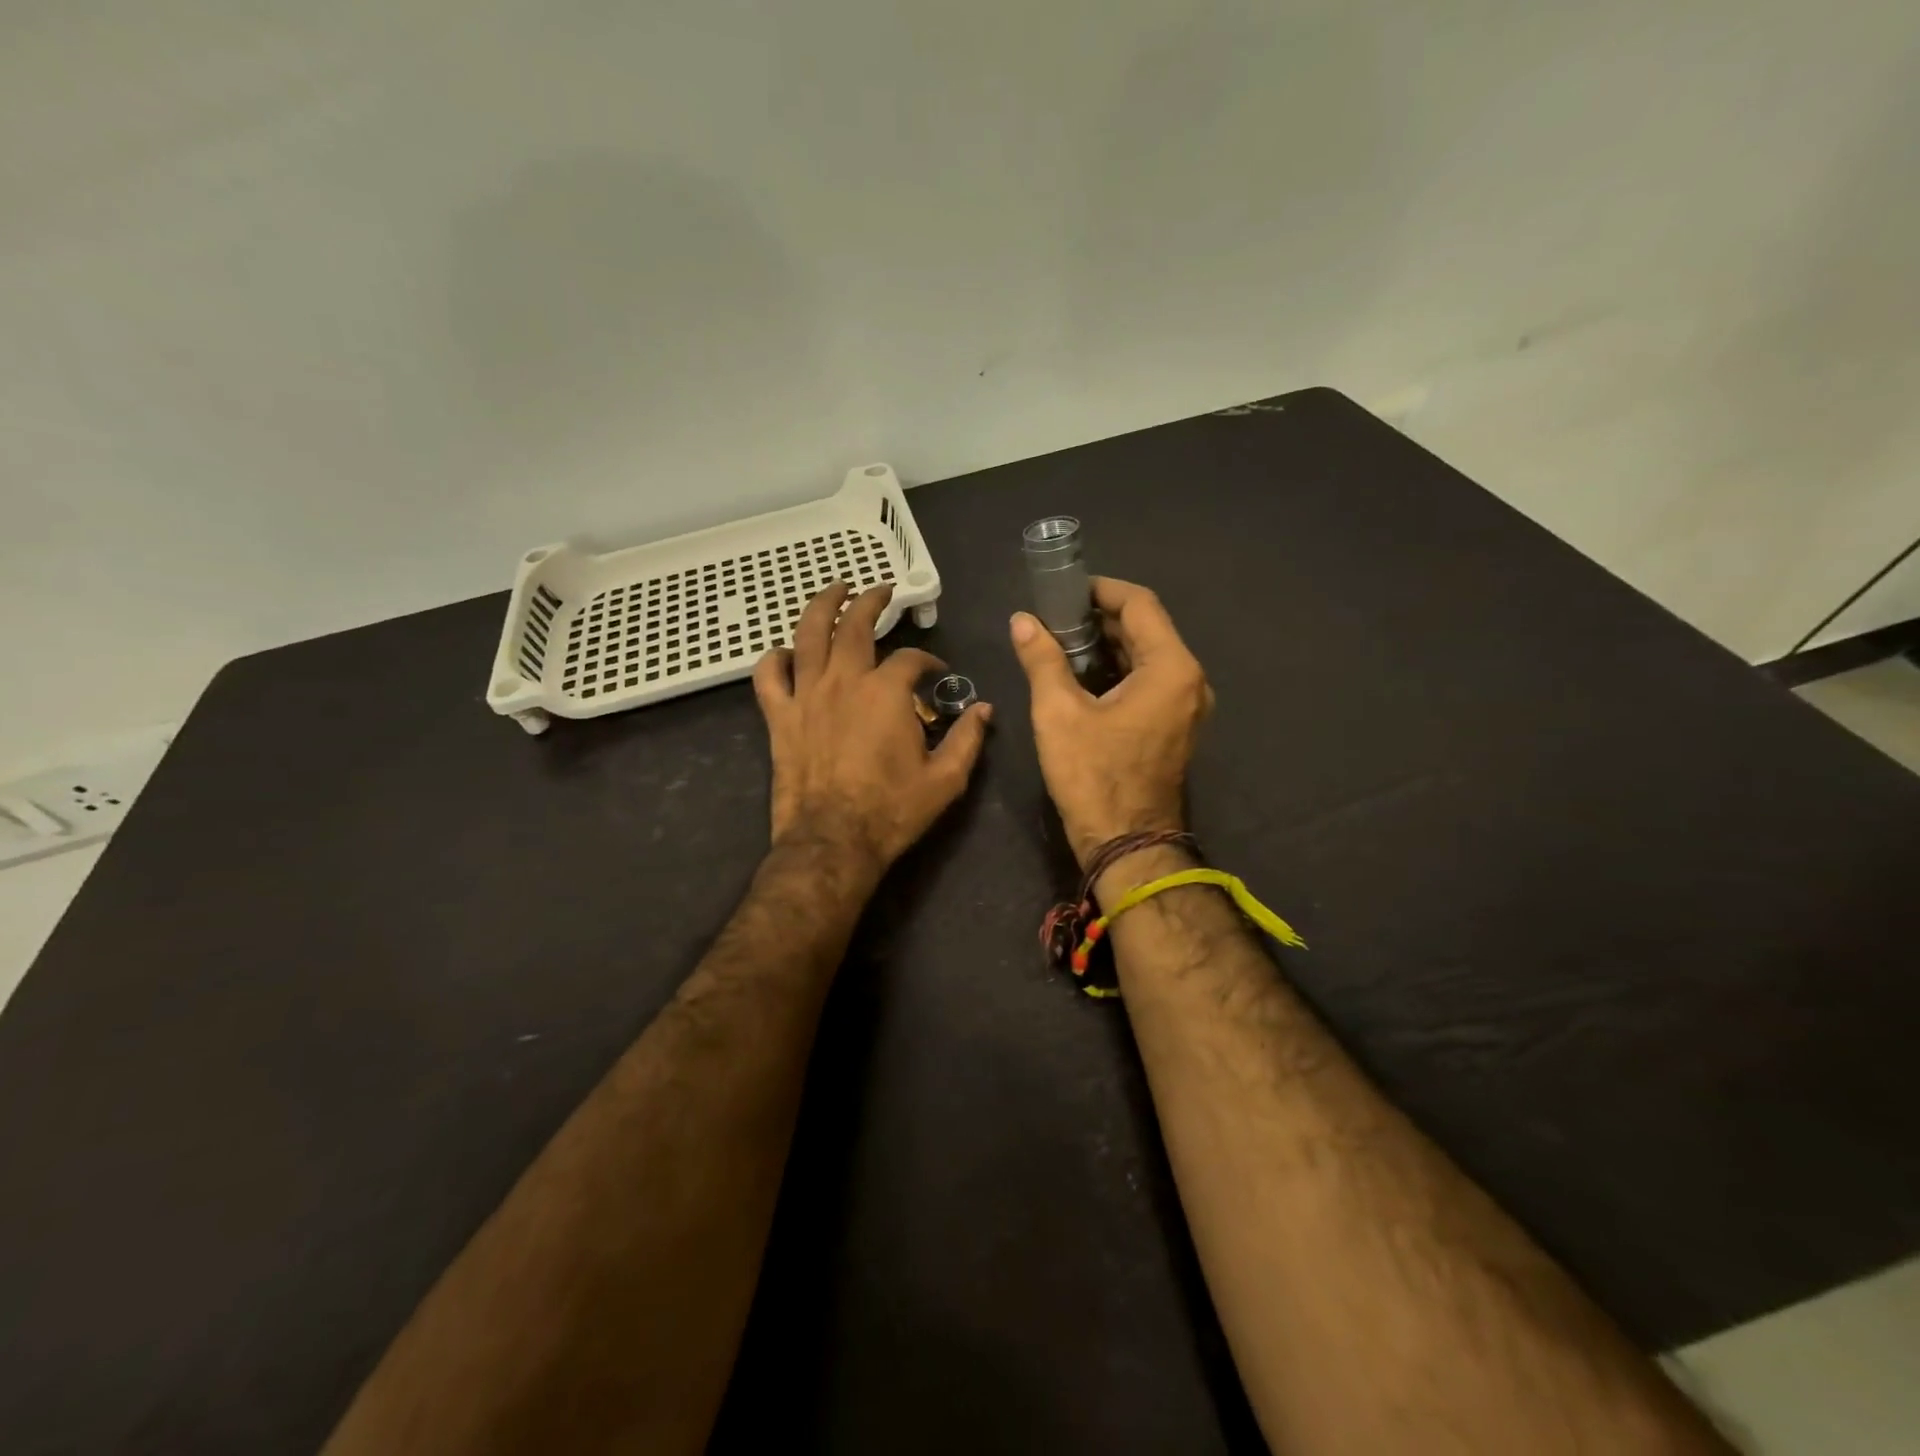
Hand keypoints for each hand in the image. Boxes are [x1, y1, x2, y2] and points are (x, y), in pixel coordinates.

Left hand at [753, 583, 991, 877]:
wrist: (833, 842)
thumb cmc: (892, 811)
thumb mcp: (946, 779)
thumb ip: (967, 738)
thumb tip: (985, 709)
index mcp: (886, 691)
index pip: (911, 658)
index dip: (928, 660)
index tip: (937, 671)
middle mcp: (844, 680)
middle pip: (854, 624)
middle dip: (870, 601)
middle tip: (880, 589)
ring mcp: (806, 695)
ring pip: (808, 634)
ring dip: (822, 605)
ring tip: (834, 590)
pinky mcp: (779, 717)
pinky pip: (768, 676)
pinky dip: (775, 658)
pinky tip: (785, 652)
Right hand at [1010, 577, 1212, 867]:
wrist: (1126, 844)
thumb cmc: (1093, 777)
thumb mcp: (1059, 714)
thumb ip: (1042, 659)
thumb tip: (1022, 621)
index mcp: (1170, 669)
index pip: (1140, 604)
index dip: (1101, 590)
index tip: (1063, 591)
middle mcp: (1189, 681)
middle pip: (1146, 629)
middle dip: (1100, 618)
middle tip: (1053, 617)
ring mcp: (1186, 706)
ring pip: (1147, 656)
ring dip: (1107, 645)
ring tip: (1060, 643)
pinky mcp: (1175, 727)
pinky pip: (1148, 682)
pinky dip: (1117, 671)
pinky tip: (1080, 676)